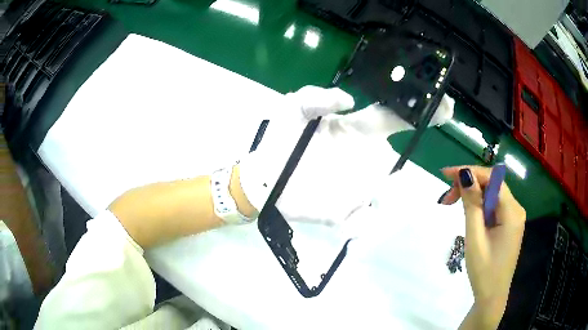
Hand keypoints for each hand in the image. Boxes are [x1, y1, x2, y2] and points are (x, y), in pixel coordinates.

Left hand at [239, 85, 454, 224]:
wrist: (262, 176)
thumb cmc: (281, 138)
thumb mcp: (295, 106)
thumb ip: (319, 96)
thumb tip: (350, 101)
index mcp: (359, 130)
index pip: (397, 119)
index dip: (422, 113)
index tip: (445, 108)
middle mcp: (366, 159)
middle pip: (396, 166)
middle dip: (401, 170)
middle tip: (385, 172)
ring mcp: (357, 189)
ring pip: (387, 198)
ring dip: (391, 201)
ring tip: (365, 197)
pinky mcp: (343, 213)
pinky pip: (363, 224)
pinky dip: (365, 228)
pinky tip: (353, 229)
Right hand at [440, 166, 525, 328]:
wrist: (492, 297)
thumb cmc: (484, 271)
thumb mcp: (475, 238)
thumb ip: (472, 204)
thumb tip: (465, 174)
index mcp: (512, 211)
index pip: (492, 179)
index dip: (470, 172)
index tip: (447, 175)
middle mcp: (516, 209)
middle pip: (492, 185)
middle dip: (470, 185)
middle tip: (447, 197)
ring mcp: (513, 217)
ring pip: (492, 195)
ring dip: (473, 196)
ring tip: (453, 204)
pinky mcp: (508, 224)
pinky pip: (493, 207)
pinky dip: (479, 206)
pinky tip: (469, 215)